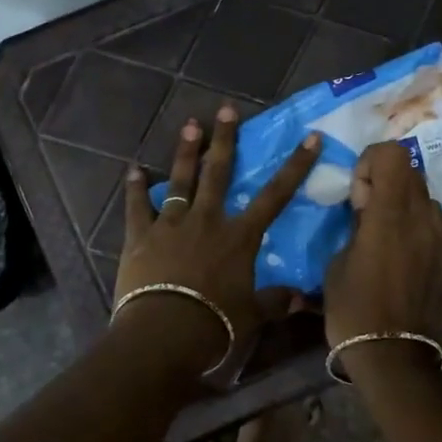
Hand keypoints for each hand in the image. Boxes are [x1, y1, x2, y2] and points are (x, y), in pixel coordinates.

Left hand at [114, 106, 321, 375]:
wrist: (164, 332)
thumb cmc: (215, 324)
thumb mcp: (252, 315)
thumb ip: (276, 301)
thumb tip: (304, 299)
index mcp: (239, 237)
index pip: (275, 195)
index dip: (295, 166)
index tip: (308, 138)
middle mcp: (207, 220)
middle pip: (219, 172)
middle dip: (225, 139)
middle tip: (226, 109)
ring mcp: (171, 225)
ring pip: (180, 181)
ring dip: (186, 152)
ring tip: (190, 125)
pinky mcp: (141, 236)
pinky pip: (138, 207)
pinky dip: (135, 189)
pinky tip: (133, 170)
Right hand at [324, 141, 441, 347]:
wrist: (393, 354)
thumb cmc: (353, 308)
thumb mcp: (337, 262)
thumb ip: (355, 225)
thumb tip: (366, 209)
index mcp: (390, 215)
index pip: (394, 154)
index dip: (371, 161)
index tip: (357, 190)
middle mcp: (423, 218)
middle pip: (411, 171)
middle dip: (386, 180)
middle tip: (366, 210)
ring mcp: (441, 238)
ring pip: (425, 197)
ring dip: (403, 203)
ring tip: (384, 234)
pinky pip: (433, 225)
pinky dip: (416, 227)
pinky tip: (400, 256)